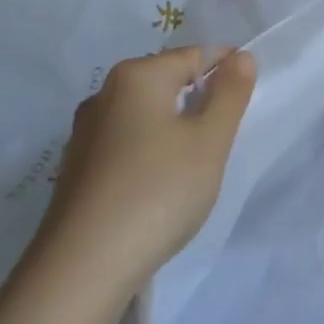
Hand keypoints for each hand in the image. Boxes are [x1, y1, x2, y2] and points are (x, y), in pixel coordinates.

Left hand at [31, 47, 256, 309]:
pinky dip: (150, 154)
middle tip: (224, 139)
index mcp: (136, 76)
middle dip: (200, 102)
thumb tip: (241, 57)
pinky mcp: (77, 169)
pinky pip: (126, 144)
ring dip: (175, 130)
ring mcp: (85, 134)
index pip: (195, 56)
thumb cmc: (158, 191)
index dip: (228, 73)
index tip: (246, 105)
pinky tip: (159, 188)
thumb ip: (230, 94)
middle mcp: (104, 95)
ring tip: (195, 167)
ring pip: (146, 116)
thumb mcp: (210, 140)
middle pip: (167, 83)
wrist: (82, 267)